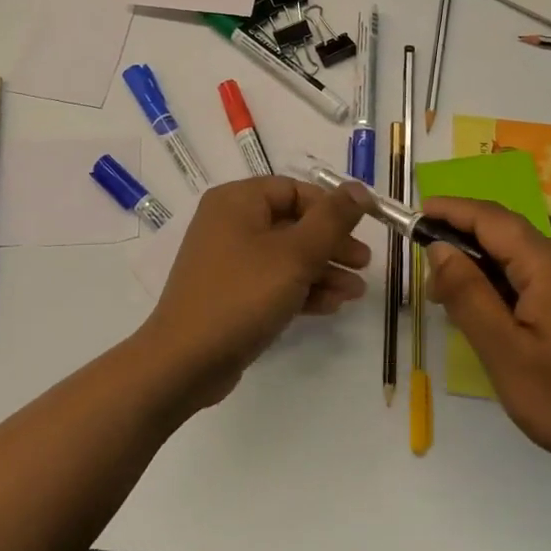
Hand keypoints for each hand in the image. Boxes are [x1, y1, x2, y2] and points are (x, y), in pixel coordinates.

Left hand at [137, 178, 369, 410]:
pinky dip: (301, 289)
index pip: (294, 189)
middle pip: (292, 223)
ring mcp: (228, 260)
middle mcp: (229, 223)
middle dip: (331, 244)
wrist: (186, 361)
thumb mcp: (295, 255)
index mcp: (237, 201)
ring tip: (355, 292)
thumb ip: (331, 220)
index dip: (330, 207)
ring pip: (286, 256)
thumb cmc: (242, 295)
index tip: (363, 228)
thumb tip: (359, 188)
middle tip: (364, 264)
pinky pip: (272, 281)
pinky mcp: (231, 293)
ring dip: (323, 270)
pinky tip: (331, 306)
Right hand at [421, 196, 550, 482]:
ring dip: (481, 266)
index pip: (489, 218)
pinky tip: (491, 315)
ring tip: (451, 302)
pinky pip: (536, 275)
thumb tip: (439, 248)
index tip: (414, 215)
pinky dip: (503, 282)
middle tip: (428, 280)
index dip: (449, 210)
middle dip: (461, 241)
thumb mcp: (505, 352)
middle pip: (504, 232)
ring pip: (518, 255)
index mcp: (547, 264)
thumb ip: (468, 294)